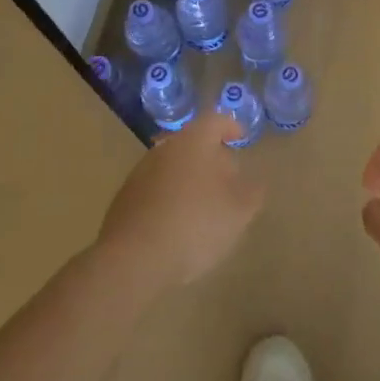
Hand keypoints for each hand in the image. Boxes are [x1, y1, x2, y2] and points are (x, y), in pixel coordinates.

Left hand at [98, 113, 259, 288]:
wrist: (133, 260)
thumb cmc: (195, 224)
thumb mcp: (239, 212)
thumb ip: (252, 192)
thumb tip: (254, 182)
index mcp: (194, 142)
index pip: (215, 120)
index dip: (231, 126)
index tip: (241, 137)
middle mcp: (164, 149)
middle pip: (192, 142)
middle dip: (211, 156)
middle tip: (228, 177)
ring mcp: (140, 173)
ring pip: (173, 166)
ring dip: (190, 178)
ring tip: (205, 204)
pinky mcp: (125, 199)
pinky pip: (156, 189)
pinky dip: (171, 197)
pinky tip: (179, 223)